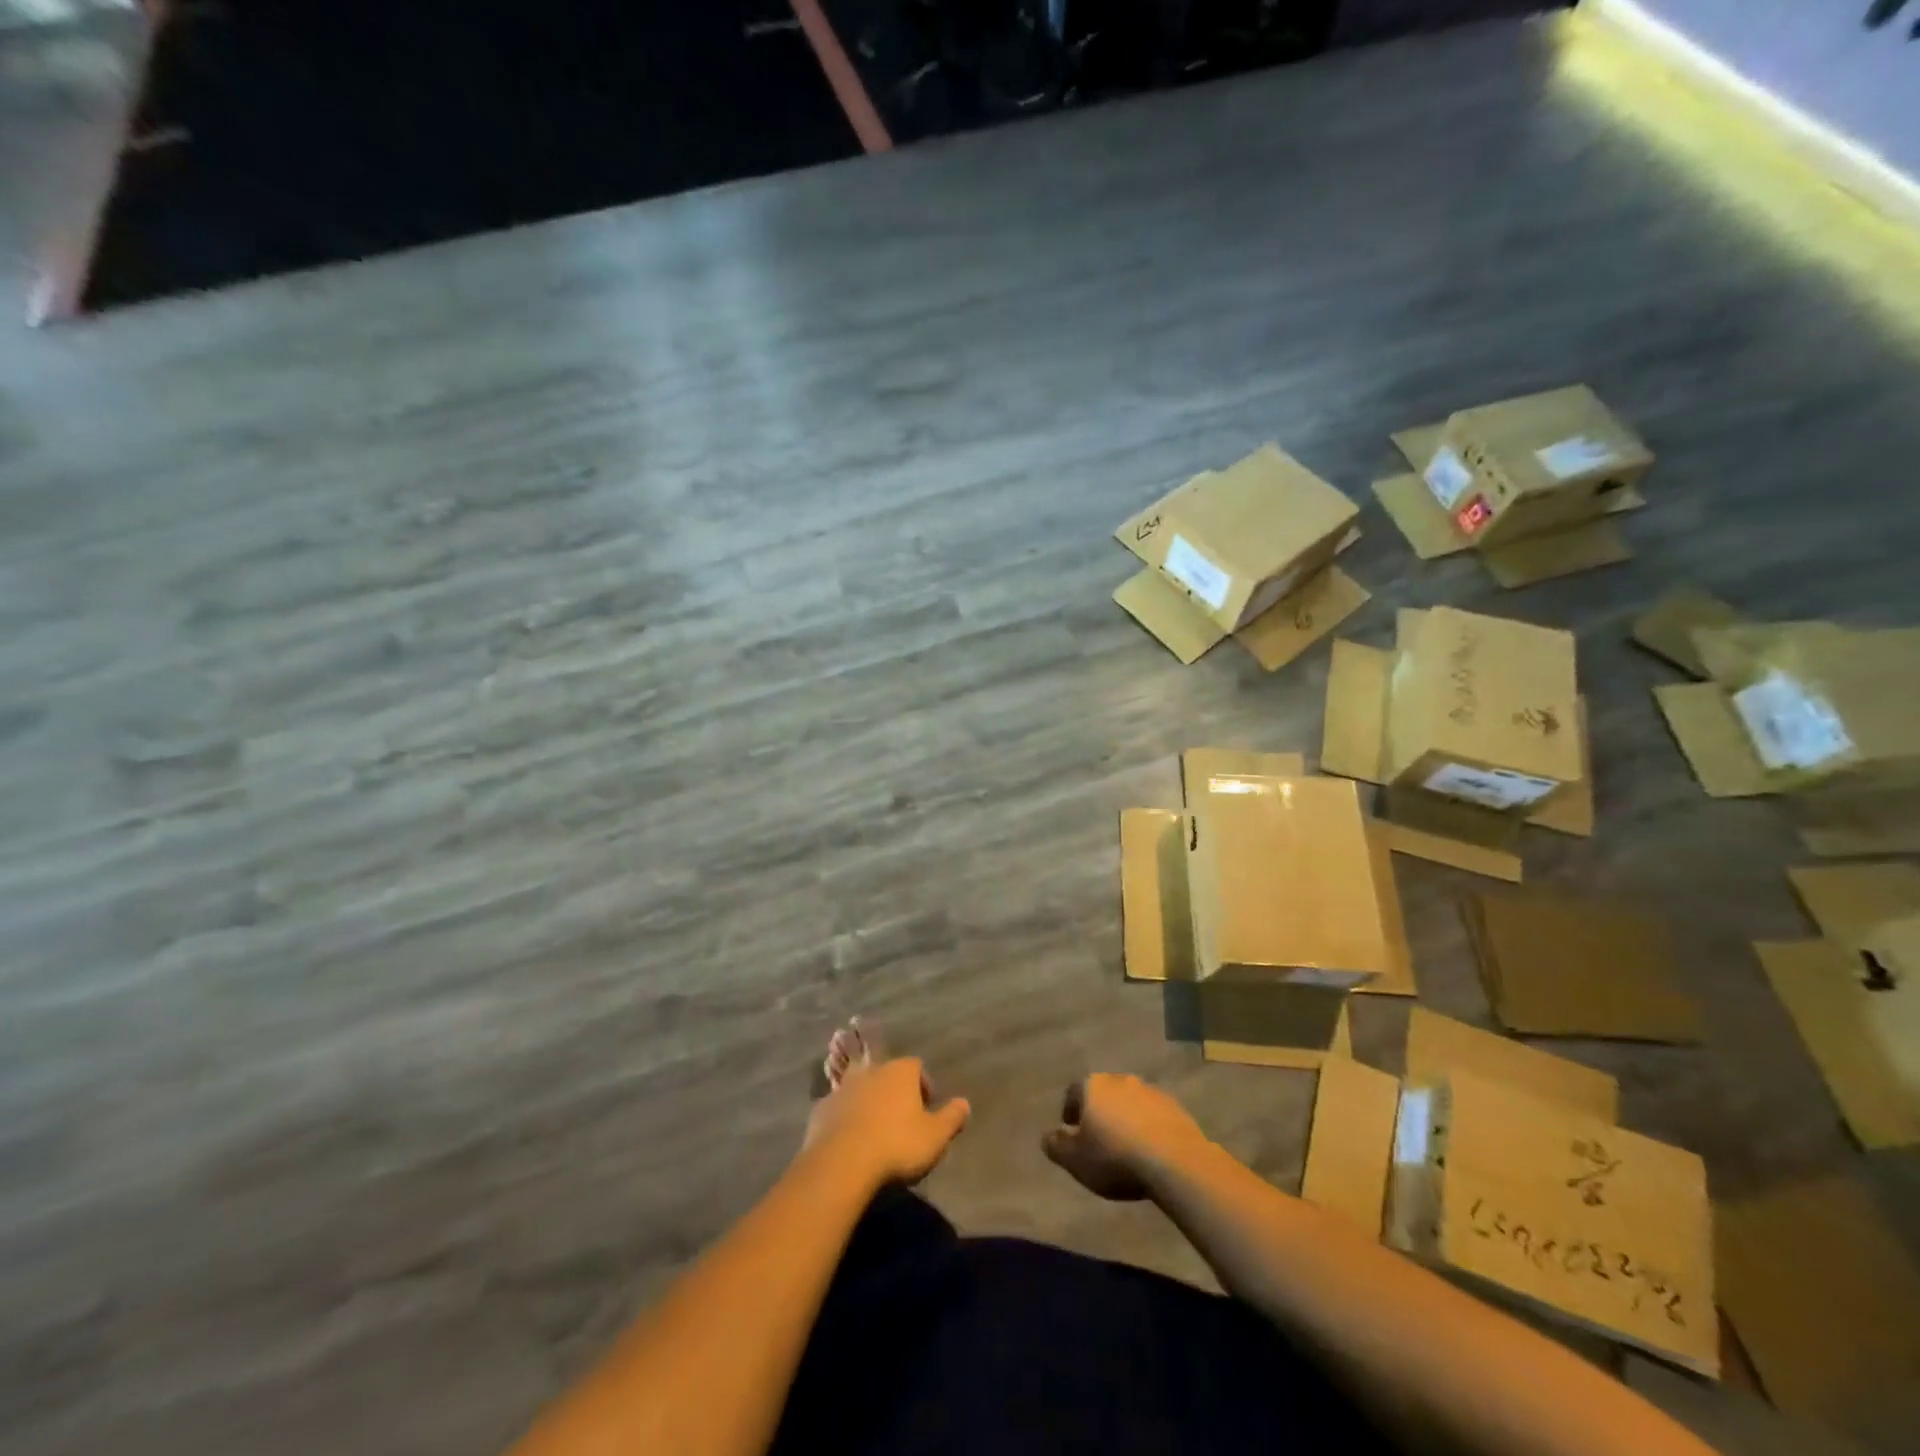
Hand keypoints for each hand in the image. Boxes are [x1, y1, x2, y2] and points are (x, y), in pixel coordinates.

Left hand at [804, 1057, 969, 1190]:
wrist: (842, 1162)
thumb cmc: (896, 1145)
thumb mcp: (935, 1136)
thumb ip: (952, 1118)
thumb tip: (965, 1103)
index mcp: (900, 1071)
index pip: (917, 1067)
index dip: (923, 1085)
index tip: (927, 1108)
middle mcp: (871, 1070)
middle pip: (887, 1075)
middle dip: (894, 1092)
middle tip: (901, 1120)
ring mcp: (843, 1088)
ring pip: (860, 1090)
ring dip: (868, 1104)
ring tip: (874, 1131)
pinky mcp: (821, 1109)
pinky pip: (838, 1109)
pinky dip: (845, 1119)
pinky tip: (849, 1142)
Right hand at [1043, 1073, 1210, 1200]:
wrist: (1174, 1161)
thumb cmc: (1115, 1158)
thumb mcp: (1076, 1160)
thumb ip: (1056, 1147)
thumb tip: (1047, 1137)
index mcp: (1092, 1086)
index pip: (1074, 1091)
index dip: (1070, 1109)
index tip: (1070, 1128)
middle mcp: (1120, 1080)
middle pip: (1103, 1092)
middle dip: (1099, 1111)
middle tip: (1098, 1136)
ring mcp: (1150, 1090)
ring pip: (1129, 1101)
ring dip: (1125, 1117)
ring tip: (1125, 1144)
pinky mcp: (1174, 1106)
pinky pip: (1153, 1113)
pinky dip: (1148, 1125)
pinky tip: (1150, 1147)